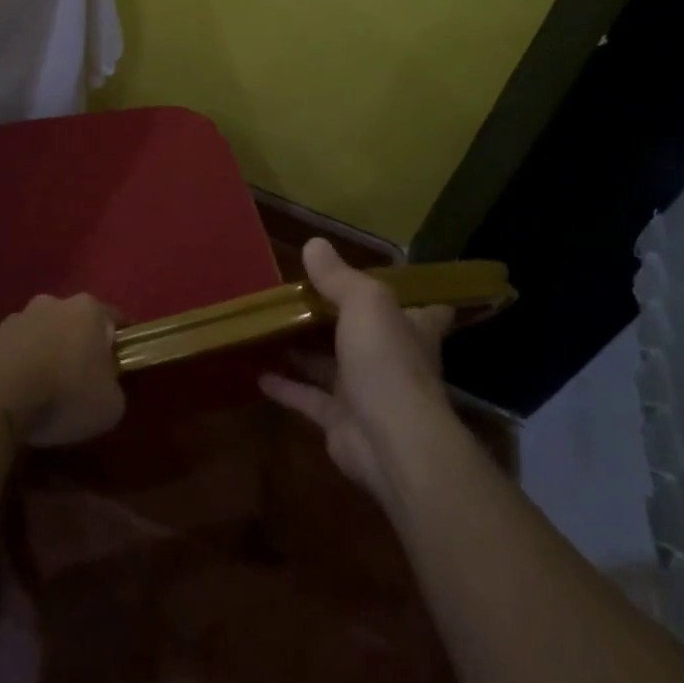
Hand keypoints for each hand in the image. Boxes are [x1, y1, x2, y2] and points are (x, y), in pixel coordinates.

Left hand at [0, 293, 125, 446]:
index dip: (121, 346)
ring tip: (47, 392)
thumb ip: (115, 389)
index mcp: (89, 309)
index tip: (121, 368)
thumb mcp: (110, 406)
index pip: (116, 321)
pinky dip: (22, 368)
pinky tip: (21, 396)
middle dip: (81, 347)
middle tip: (84, 382)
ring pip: (44, 335)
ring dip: (48, 355)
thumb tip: (105, 387)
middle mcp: (54, 303)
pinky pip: (17, 353)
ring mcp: (18, 317)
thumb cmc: (63, 394)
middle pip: (76, 324)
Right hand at [260, 238, 454, 502]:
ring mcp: (366, 393)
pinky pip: (307, 398)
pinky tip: (257, 372)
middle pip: (368, 333)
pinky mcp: (340, 421)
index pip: (426, 309)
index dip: (415, 296)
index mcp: (411, 327)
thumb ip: (338, 276)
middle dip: (340, 318)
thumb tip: (314, 244)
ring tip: (272, 328)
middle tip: (303, 295)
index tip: (398, 281)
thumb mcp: (363, 301)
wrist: (390, 439)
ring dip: (305, 350)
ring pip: (331, 365)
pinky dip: (285, 386)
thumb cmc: (386, 358)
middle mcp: (392, 358)